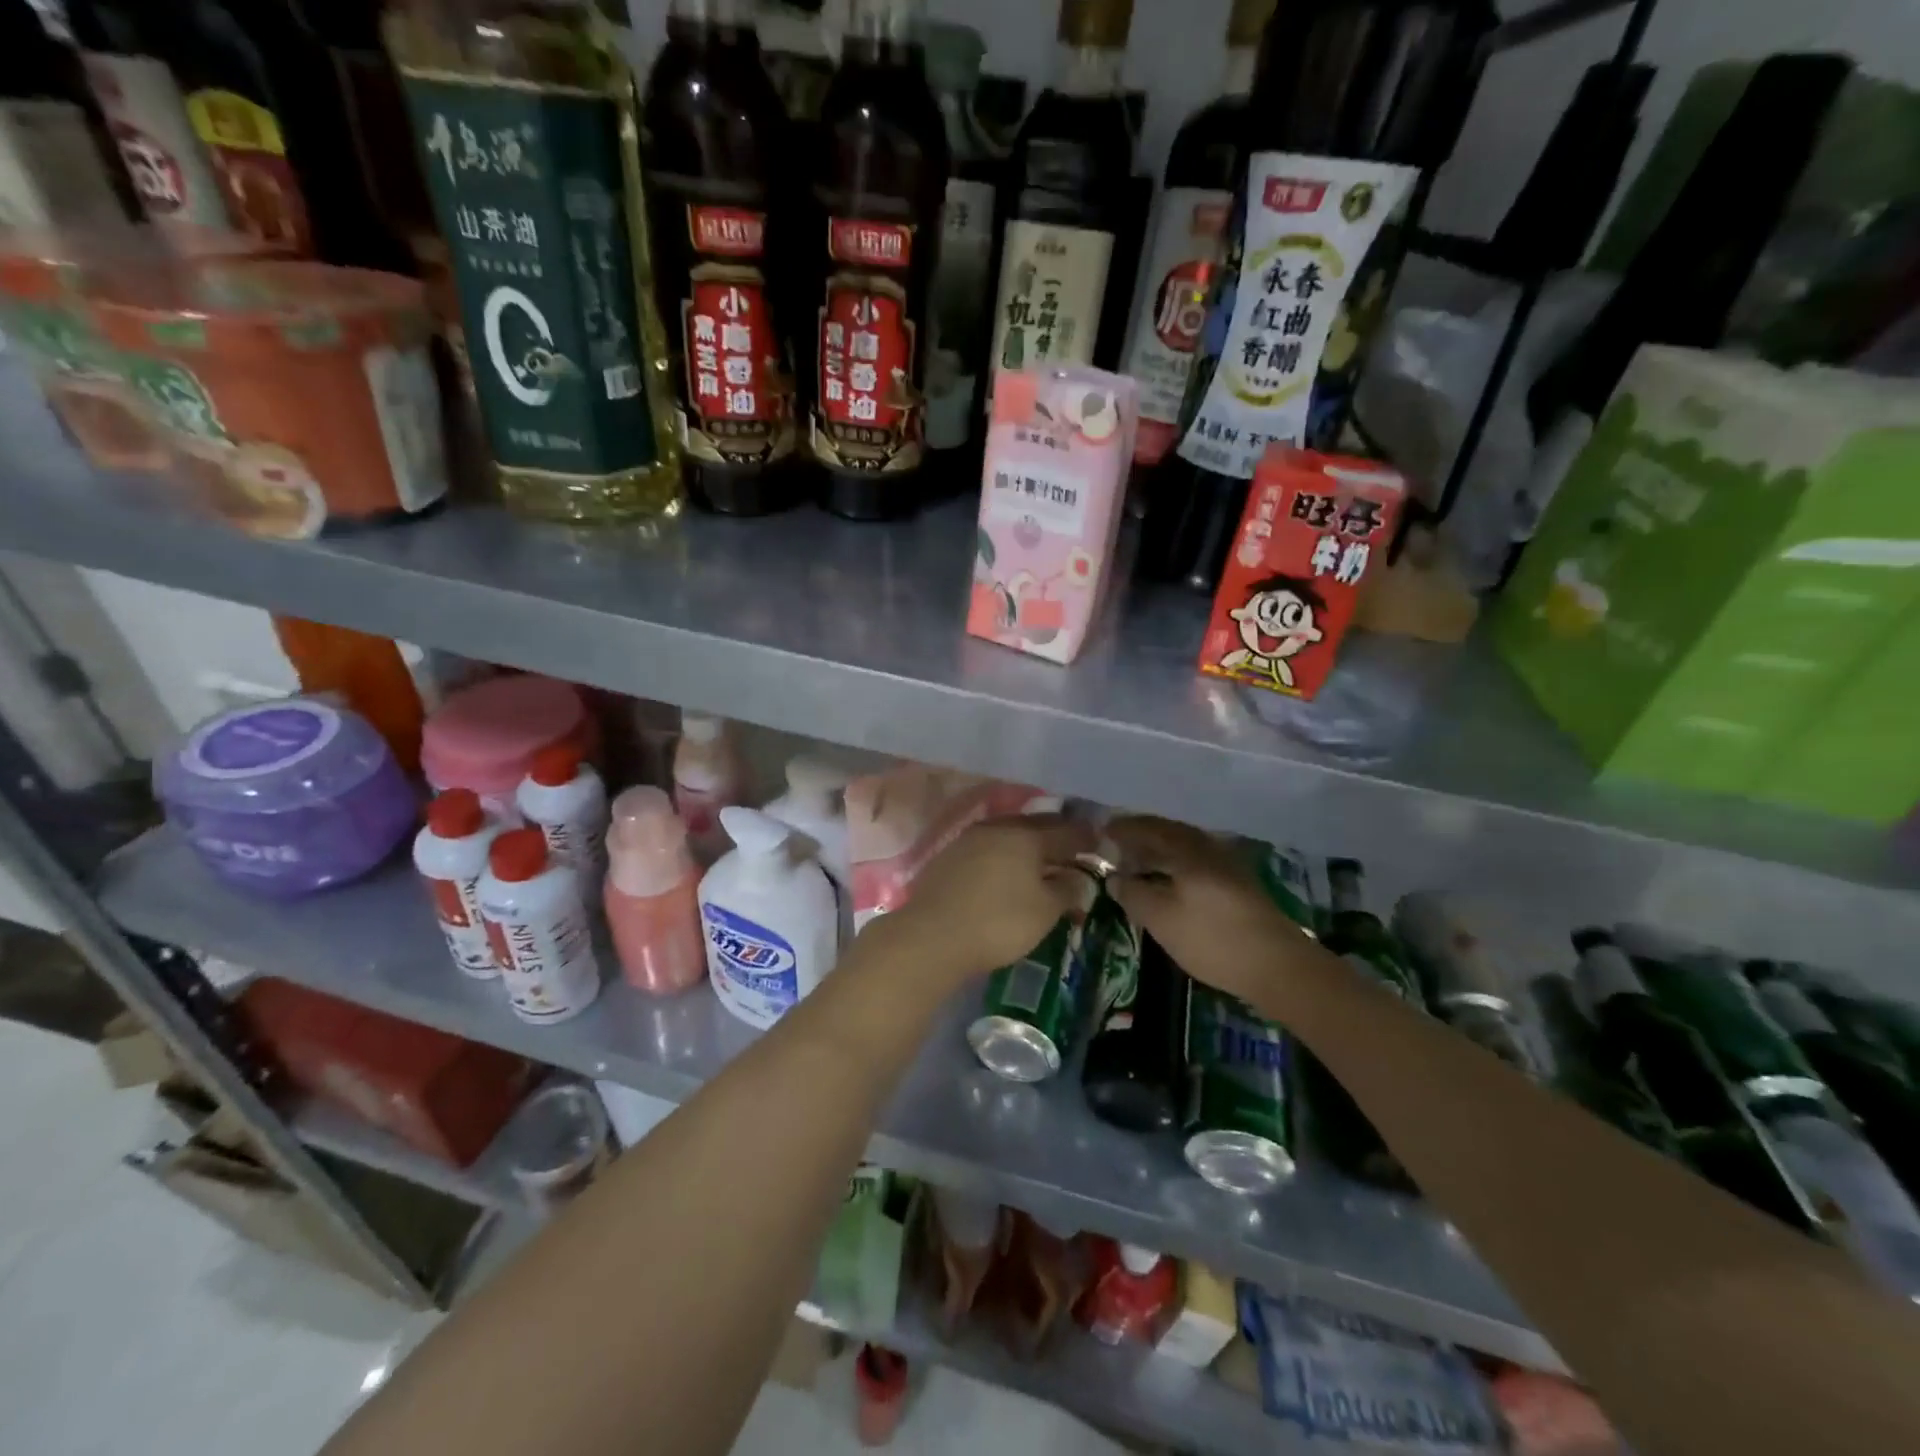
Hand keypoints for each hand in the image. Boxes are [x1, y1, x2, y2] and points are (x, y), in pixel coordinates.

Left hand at [882, 815, 1098, 983]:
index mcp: (1025, 836)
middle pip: (1034, 827)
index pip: (1065, 831)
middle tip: (1071, 848)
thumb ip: (1067, 890)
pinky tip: (1005, 871)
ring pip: (1007, 836)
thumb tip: (1078, 879)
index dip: (1085, 838)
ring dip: (1026, 846)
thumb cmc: (999, 922)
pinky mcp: (947, 858)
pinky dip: (1002, 857)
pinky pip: (986, 849)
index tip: (1098, 842)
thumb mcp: (1045, 911)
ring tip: (1039, 861)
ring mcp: (967, 840)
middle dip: (1055, 836)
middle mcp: (997, 829)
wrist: (931, 936)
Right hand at [1105, 816, 1311, 1008]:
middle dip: (1141, 837)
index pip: (1148, 828)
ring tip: (1137, 864)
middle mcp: (1208, 848)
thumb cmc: (1212, 938)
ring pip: (1184, 848)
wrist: (1278, 966)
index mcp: (1188, 849)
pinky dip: (1175, 864)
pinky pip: (1196, 861)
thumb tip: (1115, 878)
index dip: (1123, 829)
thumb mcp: (1161, 919)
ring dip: (1159, 851)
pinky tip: (1168, 881)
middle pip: (1169, 833)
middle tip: (1117, 845)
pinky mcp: (1238, 884)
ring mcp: (1227, 865)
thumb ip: (1133, 894)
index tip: (1102, 831)